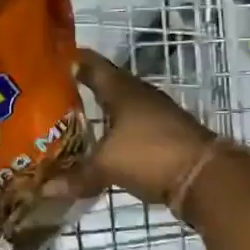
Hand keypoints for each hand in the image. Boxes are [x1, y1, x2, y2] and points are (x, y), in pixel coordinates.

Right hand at [47, 48, 222, 206]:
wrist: (204, 176)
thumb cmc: (151, 155)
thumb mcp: (108, 166)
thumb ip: (77, 176)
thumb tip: (45, 189)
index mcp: (121, 89)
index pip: (91, 64)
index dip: (71, 60)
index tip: (47, 60)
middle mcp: (138, 95)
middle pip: (105, 85)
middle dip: (80, 89)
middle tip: (50, 96)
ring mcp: (155, 115)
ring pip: (119, 108)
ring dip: (99, 114)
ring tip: (70, 122)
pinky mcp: (164, 136)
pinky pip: (131, 128)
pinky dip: (114, 134)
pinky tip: (101, 146)